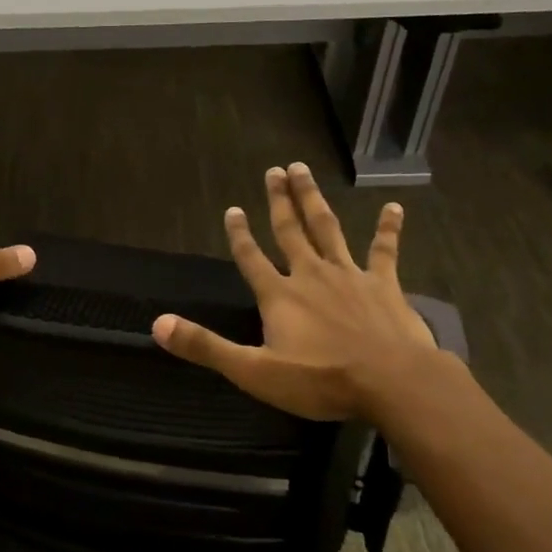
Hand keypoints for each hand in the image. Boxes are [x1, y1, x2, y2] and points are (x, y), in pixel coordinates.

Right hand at [152, 162, 439, 422]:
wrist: (391, 382)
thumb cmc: (320, 380)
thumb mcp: (254, 371)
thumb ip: (206, 347)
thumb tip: (158, 324)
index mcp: (279, 296)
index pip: (251, 258)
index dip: (239, 235)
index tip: (233, 209)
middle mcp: (311, 275)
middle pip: (290, 231)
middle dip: (279, 201)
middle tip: (274, 170)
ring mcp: (349, 276)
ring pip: (327, 229)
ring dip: (314, 199)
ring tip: (304, 170)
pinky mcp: (384, 285)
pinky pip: (384, 251)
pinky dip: (388, 228)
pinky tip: (393, 207)